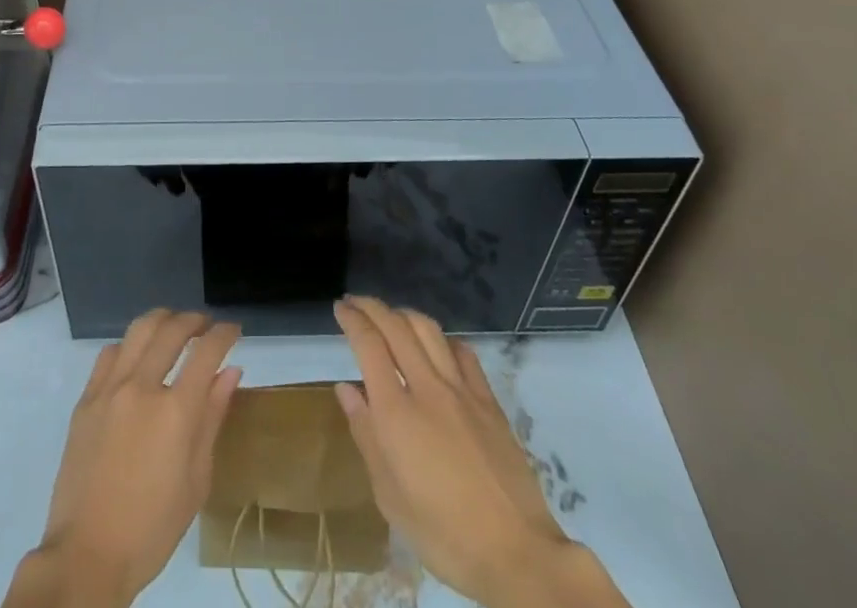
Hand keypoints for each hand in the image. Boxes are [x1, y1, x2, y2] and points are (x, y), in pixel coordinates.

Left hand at [4, 310, 242, 607]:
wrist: (87, 555)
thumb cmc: (152, 528)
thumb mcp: (196, 480)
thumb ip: (212, 418)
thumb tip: (230, 371)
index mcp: (175, 411)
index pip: (207, 351)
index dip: (224, 334)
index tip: (233, 330)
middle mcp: (142, 387)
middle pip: (172, 329)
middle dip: (194, 319)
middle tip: (206, 325)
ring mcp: (110, 389)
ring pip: (139, 330)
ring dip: (162, 320)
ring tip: (174, 328)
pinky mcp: (86, 399)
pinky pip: (110, 353)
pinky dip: (130, 345)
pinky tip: (137, 356)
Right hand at [333, 297, 629, 607]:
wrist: (516, 553)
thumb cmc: (444, 534)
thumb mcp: (390, 497)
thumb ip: (366, 436)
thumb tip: (346, 390)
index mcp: (396, 413)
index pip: (369, 345)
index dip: (352, 320)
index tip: (340, 308)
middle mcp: (427, 388)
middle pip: (396, 327)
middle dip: (372, 307)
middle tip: (356, 303)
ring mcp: (461, 390)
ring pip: (429, 330)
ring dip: (404, 314)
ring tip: (391, 316)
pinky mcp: (489, 400)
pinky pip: (462, 352)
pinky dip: (443, 339)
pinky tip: (437, 345)